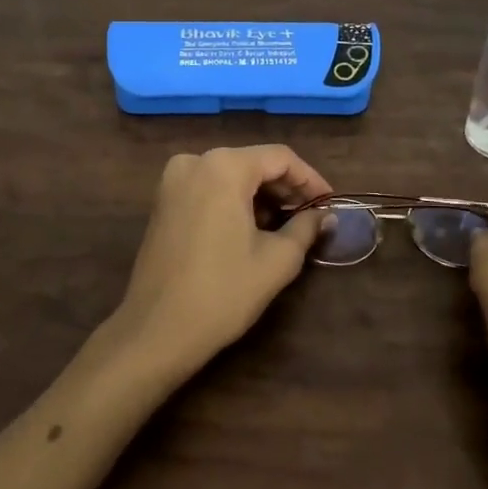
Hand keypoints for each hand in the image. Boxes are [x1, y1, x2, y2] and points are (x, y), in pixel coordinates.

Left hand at [107, 145, 330, 383]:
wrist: (157, 330)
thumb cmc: (223, 292)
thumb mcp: (277, 260)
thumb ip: (305, 228)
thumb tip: (325, 216)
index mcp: (224, 167)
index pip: (280, 158)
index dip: (310, 179)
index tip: (330, 203)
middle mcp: (195, 161)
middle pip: (253, 162)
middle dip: (285, 187)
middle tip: (311, 216)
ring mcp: (173, 180)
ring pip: (230, 175)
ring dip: (260, 195)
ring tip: (285, 225)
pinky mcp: (162, 202)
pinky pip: (208, 188)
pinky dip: (233, 200)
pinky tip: (251, 227)